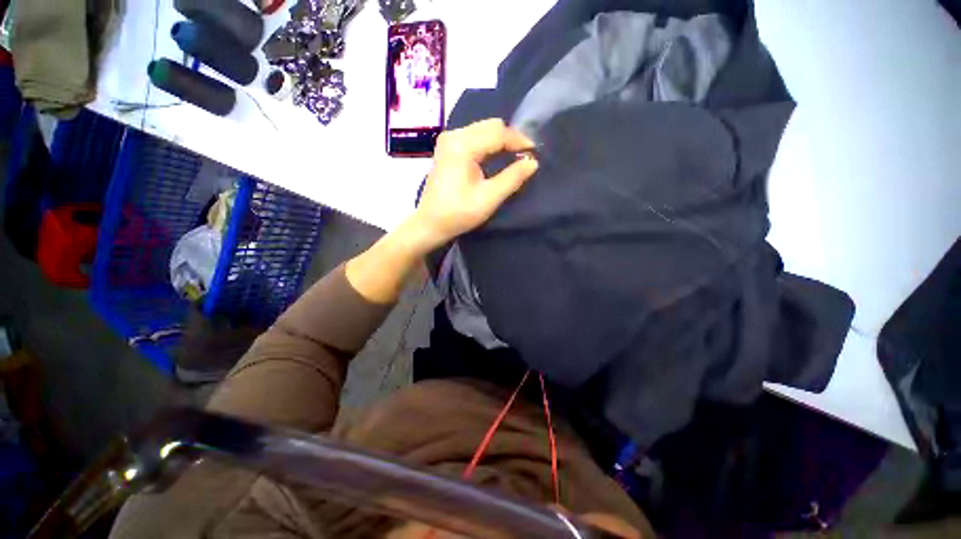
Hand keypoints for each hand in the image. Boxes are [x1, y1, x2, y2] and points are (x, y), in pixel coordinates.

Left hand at [403, 119, 538, 252]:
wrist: (430, 223)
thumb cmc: (459, 213)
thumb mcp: (489, 198)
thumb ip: (512, 178)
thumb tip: (533, 162)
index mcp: (462, 146)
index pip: (498, 132)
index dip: (519, 140)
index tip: (535, 153)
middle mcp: (453, 136)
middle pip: (490, 126)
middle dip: (510, 138)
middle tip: (525, 155)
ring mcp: (448, 141)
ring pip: (482, 130)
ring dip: (500, 141)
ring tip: (514, 156)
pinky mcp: (447, 148)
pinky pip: (474, 137)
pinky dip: (488, 144)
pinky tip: (496, 157)